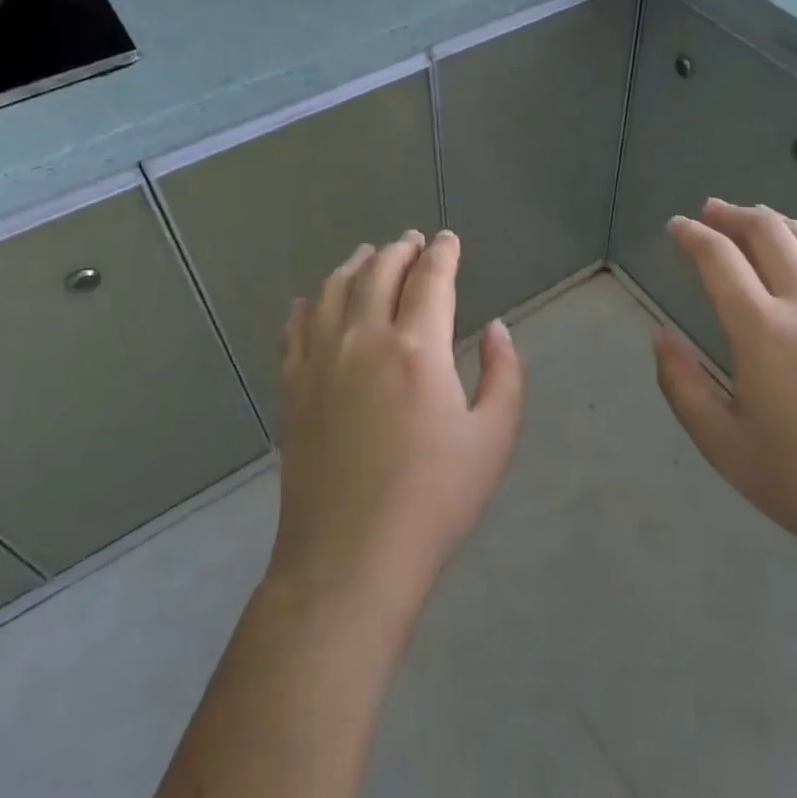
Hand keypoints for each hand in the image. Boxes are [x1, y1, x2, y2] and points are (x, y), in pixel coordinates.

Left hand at [268, 230, 524, 615]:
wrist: (349, 558)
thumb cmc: (433, 500)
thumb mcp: (492, 438)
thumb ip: (503, 374)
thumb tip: (495, 327)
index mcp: (417, 348)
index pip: (431, 279)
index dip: (442, 253)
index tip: (448, 239)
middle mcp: (364, 340)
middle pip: (379, 273)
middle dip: (400, 250)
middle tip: (413, 240)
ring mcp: (321, 362)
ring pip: (334, 291)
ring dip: (355, 265)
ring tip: (369, 255)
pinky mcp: (293, 389)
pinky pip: (295, 329)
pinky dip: (308, 304)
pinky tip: (312, 299)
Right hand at [652, 199, 796, 582]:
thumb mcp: (722, 442)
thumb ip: (682, 383)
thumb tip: (659, 335)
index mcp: (760, 329)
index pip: (719, 259)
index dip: (692, 236)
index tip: (676, 226)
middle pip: (769, 234)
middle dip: (734, 216)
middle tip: (712, 212)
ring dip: (781, 223)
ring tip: (761, 219)